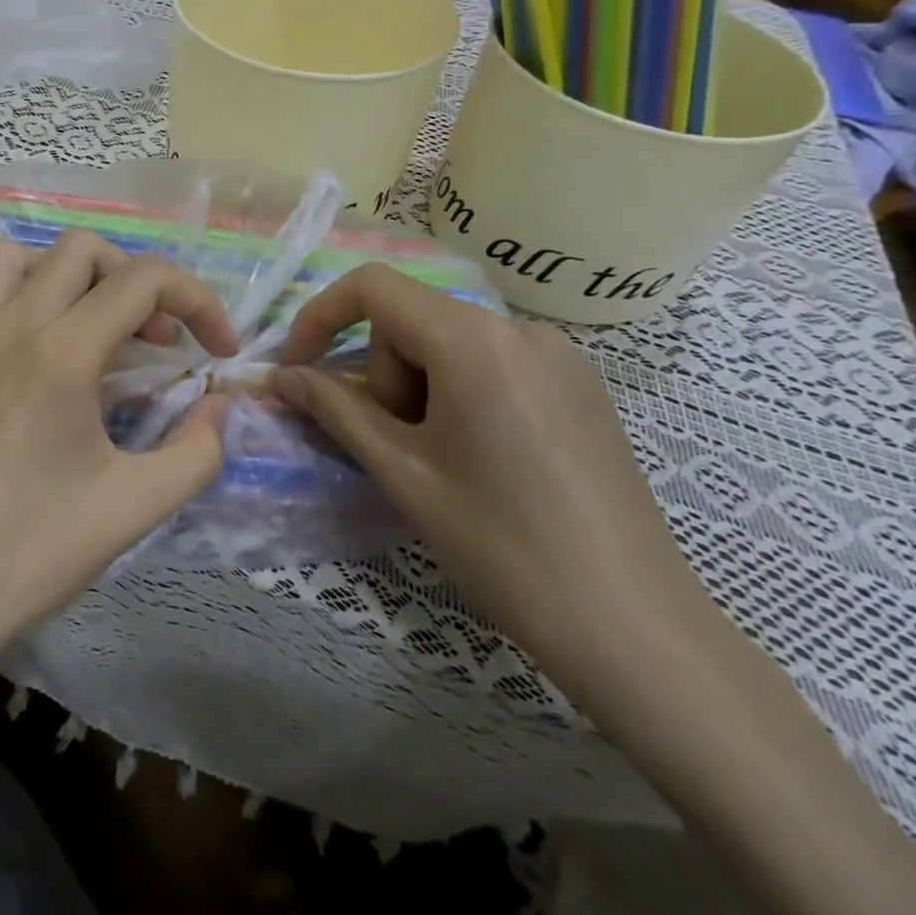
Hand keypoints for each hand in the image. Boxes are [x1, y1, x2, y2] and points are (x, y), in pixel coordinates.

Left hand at [0, 231, 237, 668]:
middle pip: (83, 249)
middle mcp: (10, 326)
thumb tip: (221, 406)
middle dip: (136, 280)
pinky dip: (8, 297)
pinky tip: (26, 343)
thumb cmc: (34, 550)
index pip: (144, 279)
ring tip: (90, 326)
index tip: (217, 350)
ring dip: (65, 275)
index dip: (197, 301)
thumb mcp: (137, 505)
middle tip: (155, 341)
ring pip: (16, 256)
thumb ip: (199, 449)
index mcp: (63, 353)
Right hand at [275, 263, 705, 683]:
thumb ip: (335, 409)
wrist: (633, 626)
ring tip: (441, 462)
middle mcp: (520, 329)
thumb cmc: (502, 545)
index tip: (298, 371)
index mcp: (474, 340)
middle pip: (412, 322)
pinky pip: (491, 364)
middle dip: (385, 377)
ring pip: (450, 345)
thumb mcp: (402, 471)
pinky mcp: (579, 386)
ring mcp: (558, 356)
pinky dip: (459, 394)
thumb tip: (282, 377)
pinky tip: (480, 459)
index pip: (373, 288)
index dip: (320, 318)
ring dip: (420, 389)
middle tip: (397, 449)